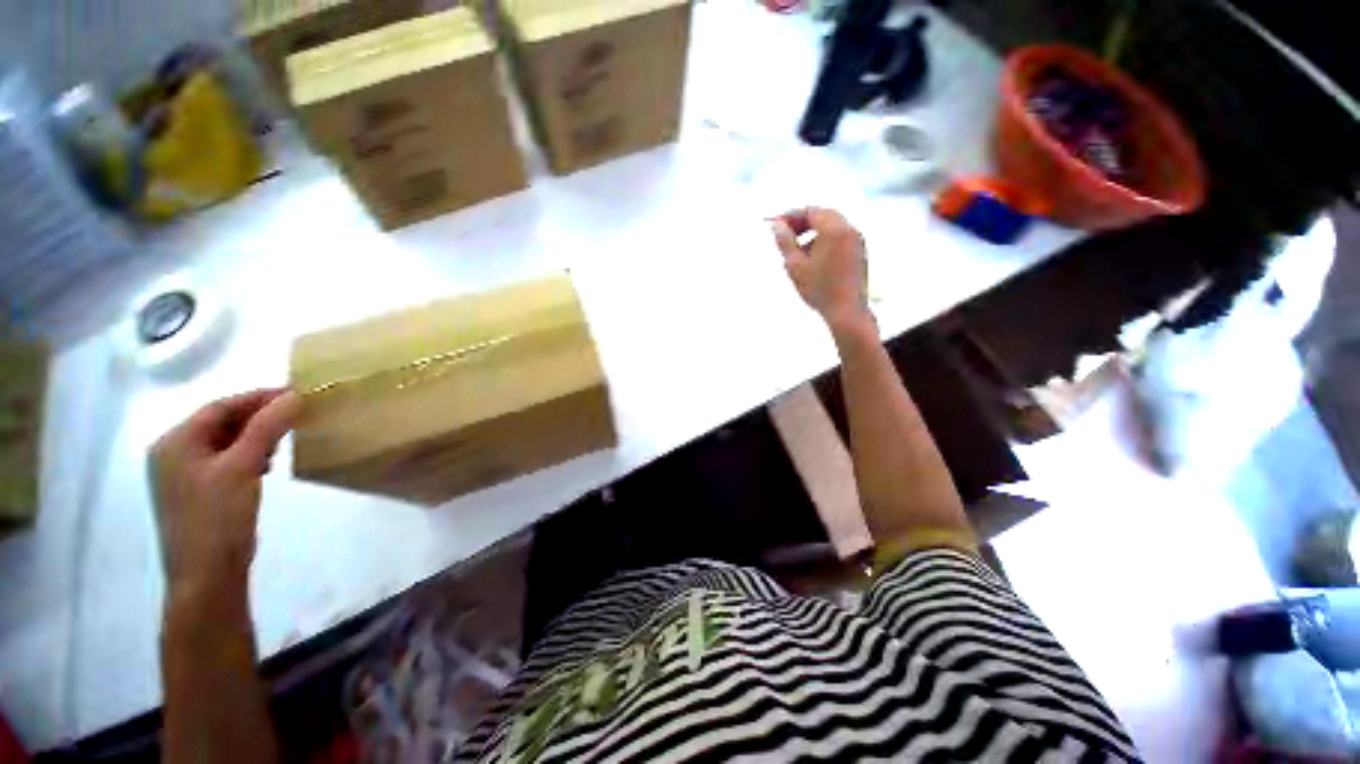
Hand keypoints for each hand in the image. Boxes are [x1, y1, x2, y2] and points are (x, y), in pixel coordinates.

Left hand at [150, 389, 300, 599]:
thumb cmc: (217, 517)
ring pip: (225, 441)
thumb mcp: (243, 467)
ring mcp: (184, 474)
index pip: (220, 406)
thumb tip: (295, 395)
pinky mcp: (199, 491)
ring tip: (284, 440)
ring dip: (256, 436)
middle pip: (220, 422)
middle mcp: (173, 453)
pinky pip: (225, 460)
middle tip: (296, 416)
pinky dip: (249, 454)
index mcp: (174, 442)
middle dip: (259, 417)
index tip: (297, 394)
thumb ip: (267, 428)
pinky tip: (267, 463)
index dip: (258, 397)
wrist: (207, 576)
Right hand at [772, 207, 873, 334]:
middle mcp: (849, 230)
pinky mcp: (858, 253)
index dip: (791, 216)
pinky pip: (839, 239)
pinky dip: (823, 242)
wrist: (846, 311)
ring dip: (812, 234)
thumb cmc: (820, 289)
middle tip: (785, 235)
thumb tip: (777, 226)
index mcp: (835, 229)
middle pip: (823, 216)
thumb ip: (785, 242)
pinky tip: (811, 262)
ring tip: (796, 253)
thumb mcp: (795, 265)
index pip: (810, 211)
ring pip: (831, 227)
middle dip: (802, 223)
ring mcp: (857, 241)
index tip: (776, 224)